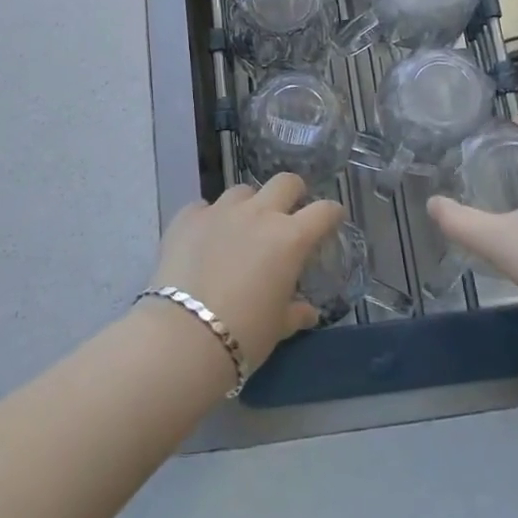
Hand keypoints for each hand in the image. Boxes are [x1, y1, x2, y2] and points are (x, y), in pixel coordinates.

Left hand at [149, 174, 343, 370]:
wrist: (185, 335)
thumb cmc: (245, 334)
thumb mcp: (278, 327)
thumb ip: (296, 312)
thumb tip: (308, 312)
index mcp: (290, 238)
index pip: (323, 211)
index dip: (332, 212)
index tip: (332, 218)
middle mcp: (259, 214)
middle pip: (285, 182)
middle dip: (293, 192)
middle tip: (289, 211)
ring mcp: (221, 211)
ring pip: (242, 191)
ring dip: (248, 205)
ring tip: (241, 227)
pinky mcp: (188, 217)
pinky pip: (204, 207)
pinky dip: (209, 219)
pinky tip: (205, 238)